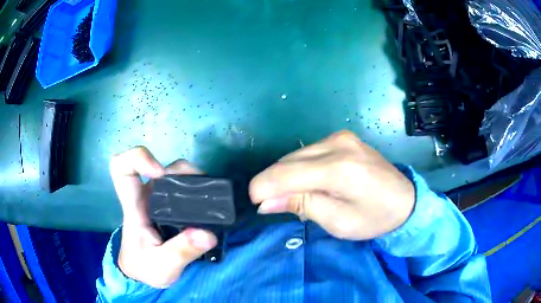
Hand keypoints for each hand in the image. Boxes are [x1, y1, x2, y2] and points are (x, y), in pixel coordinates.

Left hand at [109, 146, 216, 287]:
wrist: (144, 272)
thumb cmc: (145, 266)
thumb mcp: (162, 266)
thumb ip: (181, 251)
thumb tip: (207, 234)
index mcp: (134, 205)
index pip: (123, 168)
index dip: (138, 159)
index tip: (160, 173)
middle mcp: (146, 196)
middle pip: (161, 167)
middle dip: (183, 172)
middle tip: (204, 191)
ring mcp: (159, 199)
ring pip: (176, 174)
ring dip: (195, 179)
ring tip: (212, 198)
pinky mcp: (171, 206)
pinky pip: (185, 187)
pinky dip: (199, 189)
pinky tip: (210, 203)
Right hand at [249, 131, 414, 239]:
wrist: (405, 200)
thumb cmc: (374, 218)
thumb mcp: (338, 222)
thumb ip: (301, 206)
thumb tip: (265, 201)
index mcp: (339, 169)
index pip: (285, 173)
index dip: (263, 188)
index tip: (256, 204)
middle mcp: (337, 145)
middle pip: (287, 162)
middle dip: (273, 184)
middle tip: (275, 206)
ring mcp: (340, 137)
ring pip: (295, 155)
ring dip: (286, 176)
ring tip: (296, 196)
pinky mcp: (342, 137)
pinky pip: (308, 152)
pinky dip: (300, 168)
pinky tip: (308, 182)